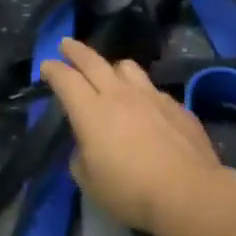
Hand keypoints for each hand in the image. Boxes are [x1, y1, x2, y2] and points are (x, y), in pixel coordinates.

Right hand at [39, 37, 233, 235]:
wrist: (188, 192)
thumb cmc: (131, 191)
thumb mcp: (91, 182)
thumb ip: (82, 157)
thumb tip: (87, 147)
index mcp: (91, 112)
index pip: (66, 80)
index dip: (53, 70)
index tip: (47, 65)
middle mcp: (119, 95)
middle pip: (93, 62)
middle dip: (76, 51)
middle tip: (66, 44)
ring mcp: (151, 96)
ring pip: (127, 67)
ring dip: (112, 67)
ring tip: (110, 73)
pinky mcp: (176, 106)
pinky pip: (152, 89)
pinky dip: (141, 92)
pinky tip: (146, 107)